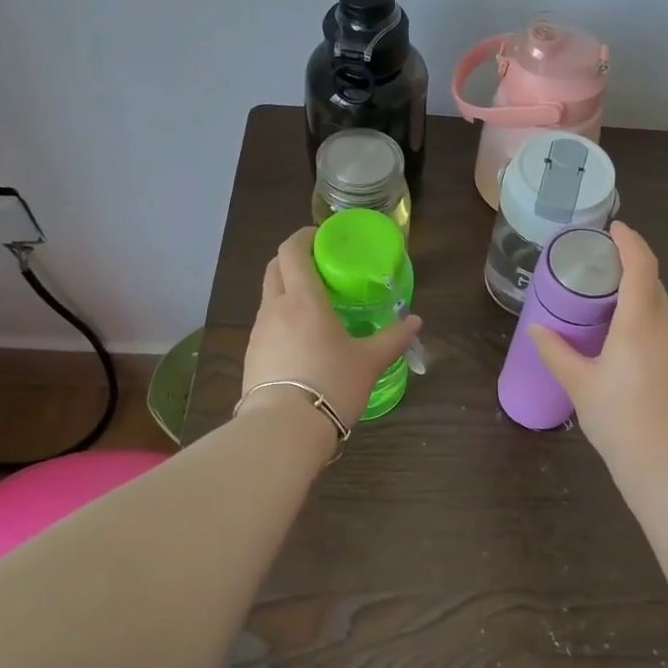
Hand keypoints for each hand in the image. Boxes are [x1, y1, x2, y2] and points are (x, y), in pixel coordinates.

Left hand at [243, 227, 422, 429]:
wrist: (283, 429)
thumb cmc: (331, 384)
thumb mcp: (369, 362)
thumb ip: (393, 338)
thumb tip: (416, 322)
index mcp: (303, 299)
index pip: (292, 251)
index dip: (303, 237)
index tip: (321, 237)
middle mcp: (275, 308)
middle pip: (275, 268)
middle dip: (293, 259)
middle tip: (320, 267)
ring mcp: (258, 332)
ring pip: (269, 297)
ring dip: (287, 291)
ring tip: (314, 306)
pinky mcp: (251, 356)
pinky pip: (266, 324)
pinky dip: (281, 319)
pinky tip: (300, 339)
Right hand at [528, 222, 667, 473]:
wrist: (667, 466)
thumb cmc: (619, 420)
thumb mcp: (579, 384)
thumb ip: (556, 352)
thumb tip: (536, 329)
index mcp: (640, 324)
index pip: (642, 266)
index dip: (630, 241)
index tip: (613, 228)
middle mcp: (666, 328)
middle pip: (653, 283)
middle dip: (631, 265)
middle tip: (600, 263)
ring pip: (660, 308)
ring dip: (638, 294)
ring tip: (606, 300)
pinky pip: (663, 329)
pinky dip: (645, 319)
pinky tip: (624, 339)